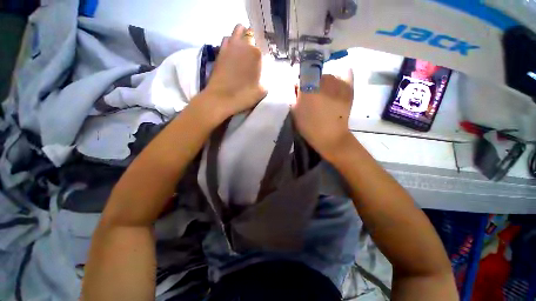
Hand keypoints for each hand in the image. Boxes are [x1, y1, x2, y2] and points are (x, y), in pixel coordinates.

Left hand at [202, 24, 265, 119]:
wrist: (220, 99)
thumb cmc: (243, 96)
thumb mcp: (262, 92)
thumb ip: (265, 81)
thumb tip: (263, 77)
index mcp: (256, 54)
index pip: (264, 46)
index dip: (264, 53)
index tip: (262, 61)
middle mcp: (244, 45)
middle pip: (251, 34)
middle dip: (254, 41)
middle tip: (254, 53)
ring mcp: (230, 46)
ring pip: (238, 30)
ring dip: (243, 36)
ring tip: (244, 48)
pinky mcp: (220, 51)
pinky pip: (227, 38)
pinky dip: (232, 41)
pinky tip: (233, 52)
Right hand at [291, 71, 353, 158]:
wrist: (330, 136)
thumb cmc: (308, 125)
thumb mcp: (294, 110)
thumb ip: (293, 94)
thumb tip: (296, 84)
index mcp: (307, 85)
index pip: (302, 72)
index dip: (300, 81)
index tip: (300, 90)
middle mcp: (322, 78)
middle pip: (315, 74)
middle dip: (311, 83)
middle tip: (312, 96)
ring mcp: (337, 81)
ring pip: (328, 76)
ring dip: (324, 83)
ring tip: (324, 97)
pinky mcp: (348, 86)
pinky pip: (345, 74)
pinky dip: (340, 78)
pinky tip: (336, 86)